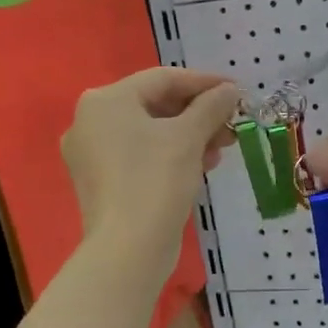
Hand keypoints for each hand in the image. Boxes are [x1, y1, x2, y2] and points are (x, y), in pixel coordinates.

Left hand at [62, 68, 238, 278]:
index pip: (163, 78)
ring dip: (189, 136)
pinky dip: (171, 155)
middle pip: (155, 105)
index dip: (204, 82)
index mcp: (105, 100)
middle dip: (199, 114)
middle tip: (232, 124)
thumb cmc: (156, 180)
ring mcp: (92, 154)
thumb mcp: (189, 137)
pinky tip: (200, 166)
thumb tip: (229, 90)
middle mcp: (90, 121)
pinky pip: (140, 156)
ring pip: (150, 132)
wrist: (128, 248)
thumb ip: (211, 106)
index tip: (237, 91)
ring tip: (222, 148)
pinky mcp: (101, 182)